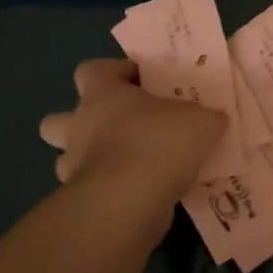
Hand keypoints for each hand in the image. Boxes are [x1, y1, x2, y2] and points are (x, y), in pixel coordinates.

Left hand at [39, 59, 226, 192]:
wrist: (129, 201)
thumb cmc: (159, 143)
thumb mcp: (200, 121)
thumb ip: (205, 117)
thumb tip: (214, 120)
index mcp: (102, 95)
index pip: (92, 70)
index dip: (113, 72)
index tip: (139, 81)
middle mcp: (79, 126)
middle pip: (58, 119)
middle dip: (79, 123)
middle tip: (119, 129)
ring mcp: (73, 167)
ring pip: (67, 158)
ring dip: (91, 161)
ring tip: (129, 167)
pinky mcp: (80, 202)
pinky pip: (90, 191)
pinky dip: (108, 192)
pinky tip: (137, 196)